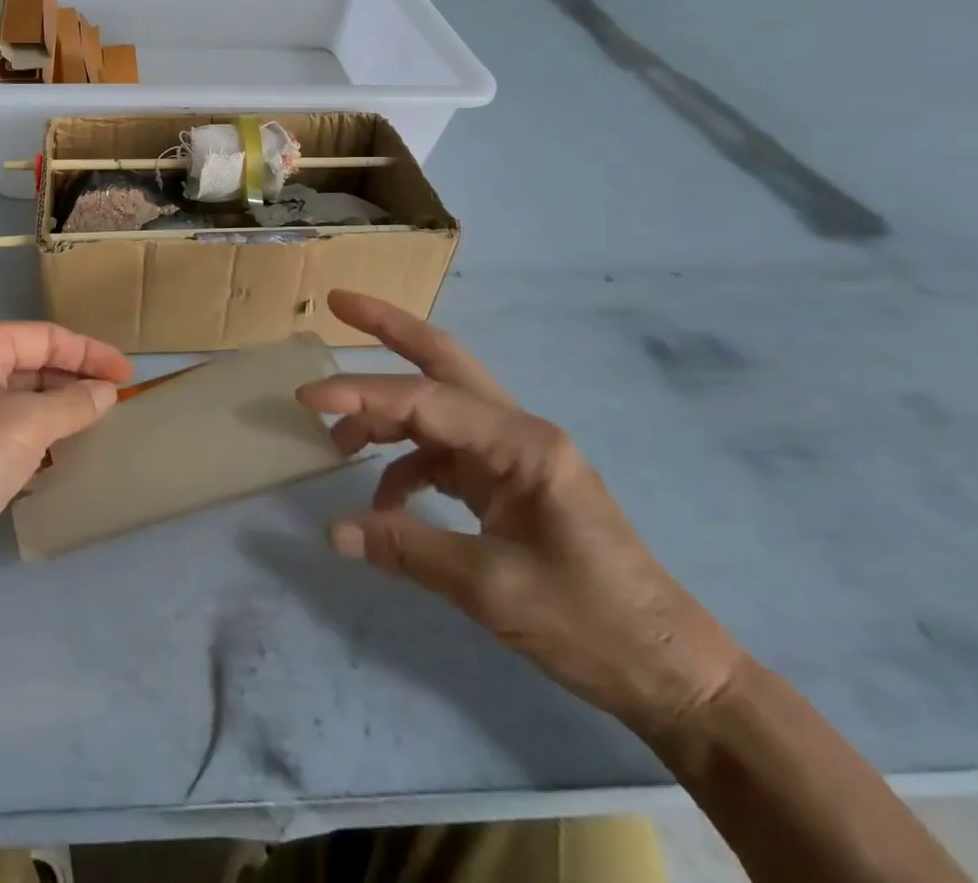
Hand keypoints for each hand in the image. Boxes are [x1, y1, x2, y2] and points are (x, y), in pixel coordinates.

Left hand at [0, 322, 133, 582]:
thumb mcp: (30, 419)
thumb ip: (75, 401)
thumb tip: (107, 392)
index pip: (42, 336)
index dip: (87, 351)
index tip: (127, 373)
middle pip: (33, 365)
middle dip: (75, 377)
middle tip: (118, 396)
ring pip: (25, 401)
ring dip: (62, 408)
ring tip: (105, 418)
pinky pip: (17, 434)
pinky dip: (46, 437)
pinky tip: (74, 447)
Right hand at [299, 290, 745, 741]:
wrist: (670, 673)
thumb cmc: (592, 623)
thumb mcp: (492, 589)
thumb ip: (407, 548)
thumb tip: (333, 532)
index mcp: (521, 443)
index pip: (424, 401)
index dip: (361, 395)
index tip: (306, 398)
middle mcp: (516, 432)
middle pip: (443, 361)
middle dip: (389, 328)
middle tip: (339, 303)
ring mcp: (512, 455)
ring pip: (436, 407)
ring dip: (385, 413)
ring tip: (336, 440)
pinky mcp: (507, 482)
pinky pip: (442, 453)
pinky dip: (404, 465)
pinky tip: (383, 501)